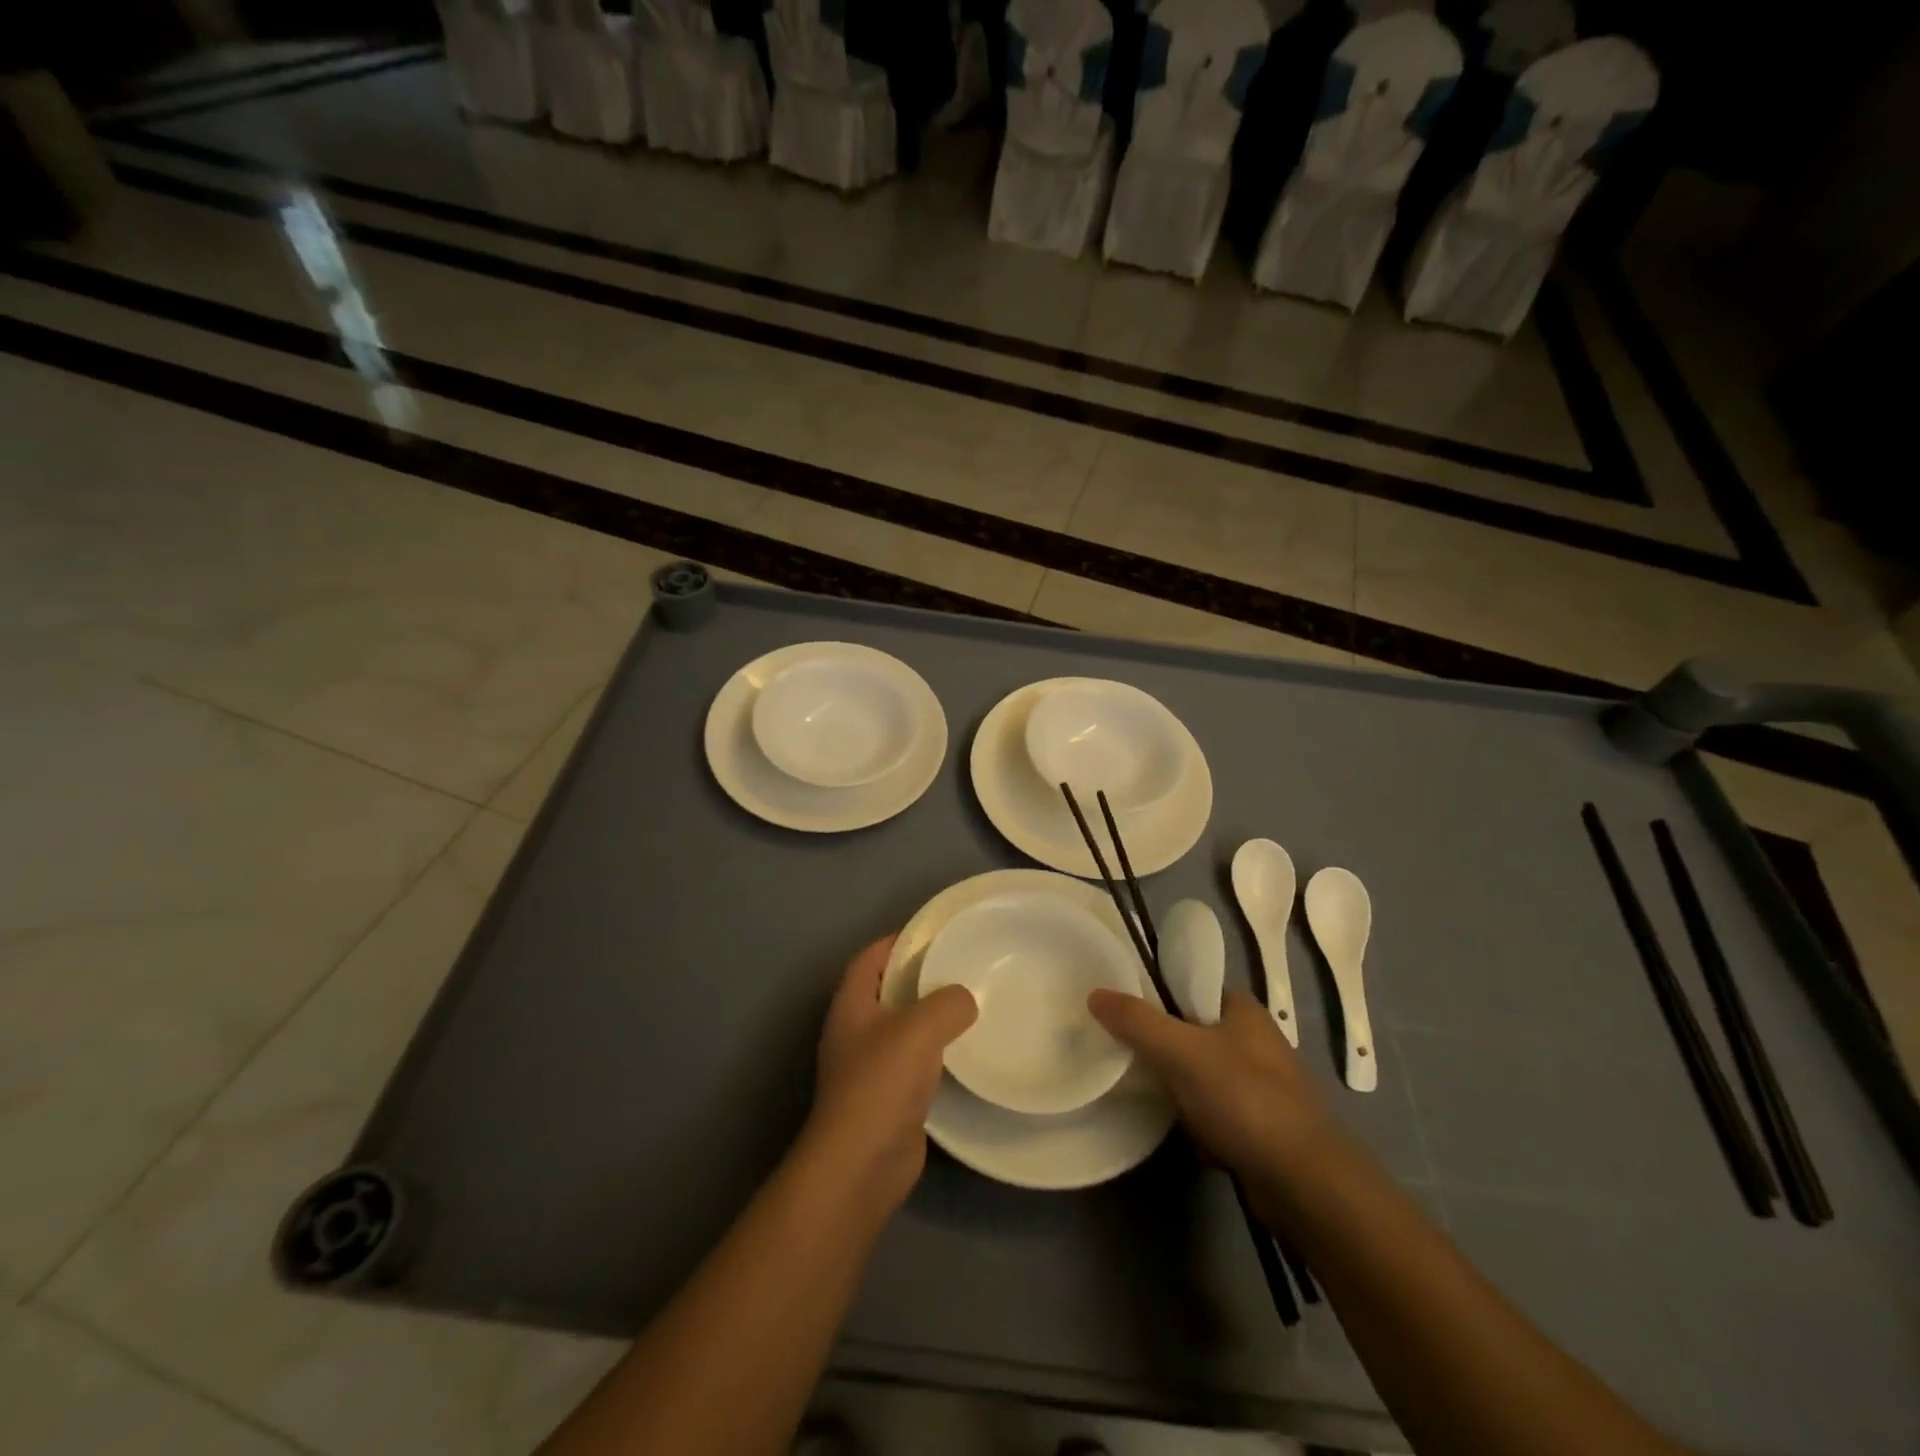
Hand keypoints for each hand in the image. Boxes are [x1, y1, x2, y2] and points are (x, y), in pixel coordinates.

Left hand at [803, 936, 977, 1209]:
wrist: (862, 1164)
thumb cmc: (881, 1083)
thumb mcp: (919, 1028)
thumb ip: (948, 1003)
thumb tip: (966, 999)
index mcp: (851, 1004)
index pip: (871, 957)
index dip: (899, 941)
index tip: (936, 934)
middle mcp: (856, 1030)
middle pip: (889, 990)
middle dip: (921, 976)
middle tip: (963, 966)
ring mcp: (870, 1066)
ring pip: (905, 1027)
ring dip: (932, 1016)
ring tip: (973, 1002)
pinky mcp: (889, 1096)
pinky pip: (916, 1061)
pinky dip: (937, 1051)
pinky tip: (967, 1050)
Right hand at [1088, 988, 1339, 1198]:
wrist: (1305, 1184)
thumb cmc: (1244, 1099)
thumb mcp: (1181, 1051)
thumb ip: (1137, 1021)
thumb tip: (1095, 994)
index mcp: (1243, 1009)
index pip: (1190, 987)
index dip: (1157, 996)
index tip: (1124, 1012)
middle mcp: (1255, 1042)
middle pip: (1191, 1034)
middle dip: (1165, 1053)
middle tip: (1132, 1060)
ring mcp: (1261, 1087)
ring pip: (1201, 1078)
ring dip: (1181, 1093)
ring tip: (1159, 1103)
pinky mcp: (1261, 1128)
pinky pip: (1216, 1116)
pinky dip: (1201, 1127)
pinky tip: (1193, 1140)